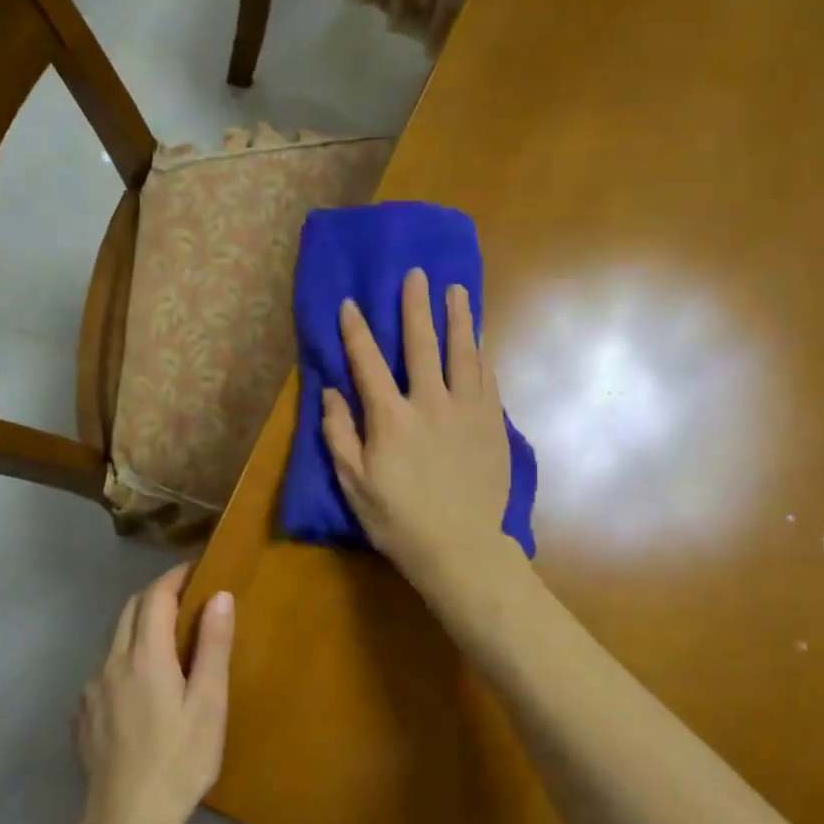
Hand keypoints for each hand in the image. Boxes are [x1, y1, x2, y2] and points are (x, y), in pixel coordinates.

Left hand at [73, 565, 231, 823]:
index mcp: (144, 656)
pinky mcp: (82, 716)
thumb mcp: (209, 705)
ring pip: (114, 640)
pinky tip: (143, 686)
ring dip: (139, 625)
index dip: (175, 576)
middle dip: (156, 594)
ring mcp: (90, 690)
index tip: (198, 569)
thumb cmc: (179, 763)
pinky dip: (125, 659)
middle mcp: (110, 663)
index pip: (155, 596)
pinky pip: (104, 670)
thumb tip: (220, 596)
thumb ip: (213, 646)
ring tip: (168, 639)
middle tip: (187, 598)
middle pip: (129, 610)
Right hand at [322, 268, 512, 589]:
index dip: (356, 331)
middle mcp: (431, 403)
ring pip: (464, 354)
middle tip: (418, 275)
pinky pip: (488, 380)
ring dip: (459, 319)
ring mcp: (468, 412)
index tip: (350, 303)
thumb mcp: (354, 483)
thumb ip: (340, 434)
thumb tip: (331, 392)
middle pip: (423, 344)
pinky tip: (480, 343)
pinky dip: (482, 356)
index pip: (368, 363)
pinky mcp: (493, 426)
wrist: (460, 548)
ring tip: (457, 292)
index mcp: (391, 418)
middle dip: (417, 307)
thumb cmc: (398, 520)